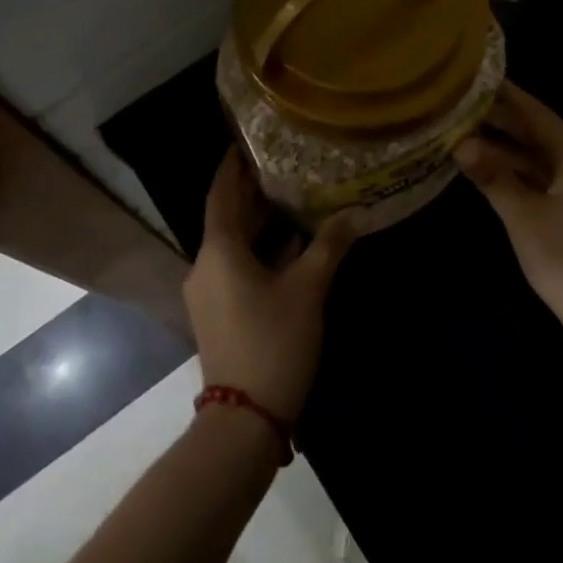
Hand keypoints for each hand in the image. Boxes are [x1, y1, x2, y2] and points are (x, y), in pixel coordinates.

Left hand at [185, 149, 363, 423]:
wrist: (244, 419)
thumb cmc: (273, 341)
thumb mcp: (308, 290)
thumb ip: (329, 246)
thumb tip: (356, 213)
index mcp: (219, 251)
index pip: (222, 194)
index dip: (233, 167)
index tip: (245, 143)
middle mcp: (206, 266)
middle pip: (228, 218)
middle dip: (252, 193)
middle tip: (281, 165)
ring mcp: (209, 292)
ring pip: (234, 245)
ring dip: (259, 224)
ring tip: (291, 198)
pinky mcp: (218, 313)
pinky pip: (236, 267)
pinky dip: (259, 252)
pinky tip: (290, 247)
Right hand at [455, 80, 562, 350]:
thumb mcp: (522, 216)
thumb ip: (492, 176)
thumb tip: (461, 143)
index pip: (541, 116)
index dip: (512, 97)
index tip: (484, 79)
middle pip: (543, 136)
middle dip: (507, 123)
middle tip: (469, 106)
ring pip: (544, 160)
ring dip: (511, 150)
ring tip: (473, 137)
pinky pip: (548, 180)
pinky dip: (522, 173)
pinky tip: (497, 174)